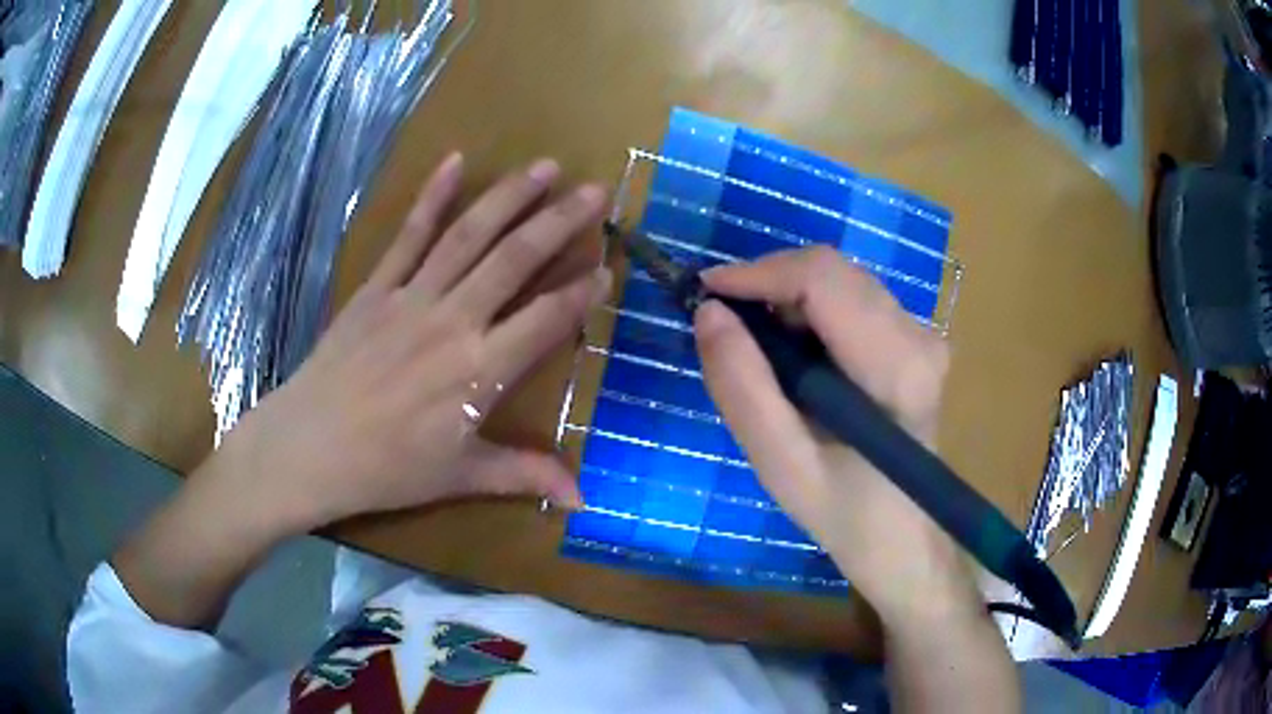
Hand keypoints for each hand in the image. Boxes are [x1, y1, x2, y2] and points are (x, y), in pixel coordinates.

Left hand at [213, 152, 610, 534]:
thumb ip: (523, 475)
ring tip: (544, 166)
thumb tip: (582, 498)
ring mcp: (412, 297)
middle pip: (515, 259)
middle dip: (560, 222)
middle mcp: (453, 321)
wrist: (308, 448)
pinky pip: (408, 234)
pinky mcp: (377, 287)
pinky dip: (432, 196)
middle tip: (595, 191)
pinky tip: (455, 161)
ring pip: (469, 235)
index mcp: (479, 370)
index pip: (547, 320)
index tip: (609, 267)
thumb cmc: (386, 469)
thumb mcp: (459, 477)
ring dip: (509, 196)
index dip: (583, 293)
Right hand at [693, 246, 976, 622]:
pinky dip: (809, 314)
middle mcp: (918, 335)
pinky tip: (792, 357)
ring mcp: (922, 335)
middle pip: (831, 272)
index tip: (703, 293)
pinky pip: (851, 302)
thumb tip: (710, 313)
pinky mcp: (915, 342)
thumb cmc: (846, 514)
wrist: (904, 541)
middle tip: (720, 324)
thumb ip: (743, 388)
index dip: (758, 273)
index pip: (822, 278)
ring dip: (786, 300)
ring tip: (752, 346)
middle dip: (768, 286)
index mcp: (896, 366)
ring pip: (840, 282)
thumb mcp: (782, 466)